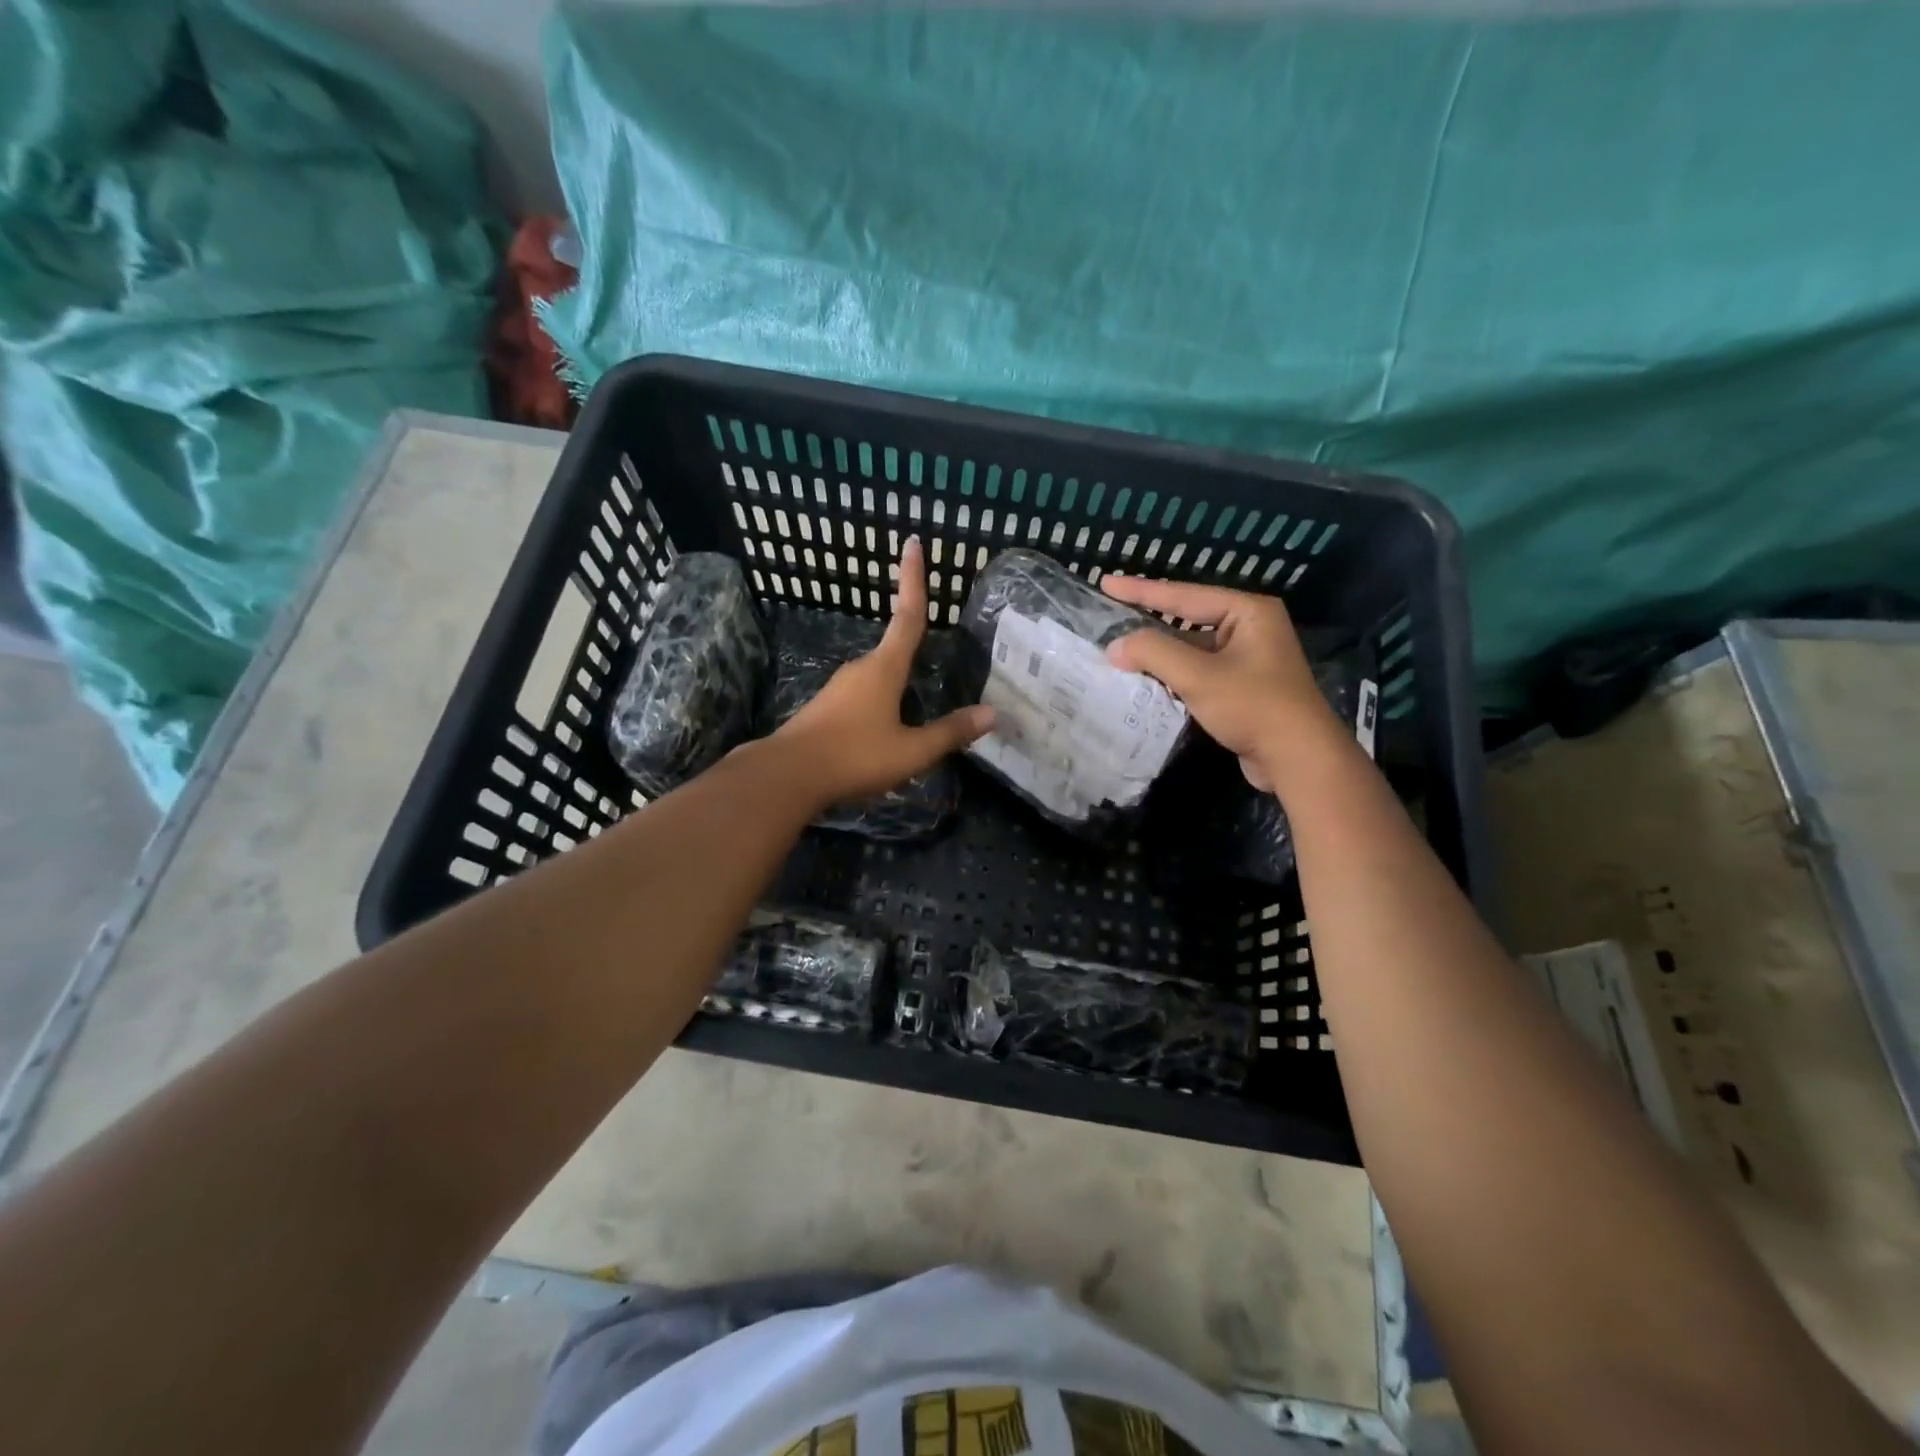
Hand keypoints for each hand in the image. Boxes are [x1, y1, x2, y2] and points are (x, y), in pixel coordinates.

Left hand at [774, 536, 995, 806]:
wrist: (787, 775)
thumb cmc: (854, 755)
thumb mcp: (911, 751)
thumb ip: (950, 732)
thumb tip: (992, 714)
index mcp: (885, 668)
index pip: (908, 616)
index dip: (913, 580)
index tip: (913, 543)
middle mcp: (861, 669)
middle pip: (894, 651)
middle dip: (914, 653)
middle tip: (935, 660)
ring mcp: (838, 688)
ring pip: (878, 679)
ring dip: (897, 690)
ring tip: (913, 722)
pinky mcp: (825, 708)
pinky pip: (862, 699)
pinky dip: (880, 708)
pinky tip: (883, 737)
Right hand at [1101, 575, 1338, 791]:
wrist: (1298, 758)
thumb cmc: (1253, 706)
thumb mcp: (1198, 675)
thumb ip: (1153, 653)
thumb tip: (1115, 646)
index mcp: (1248, 612)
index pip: (1184, 595)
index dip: (1141, 590)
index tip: (1105, 583)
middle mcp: (1251, 628)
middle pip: (1188, 619)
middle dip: (1148, 622)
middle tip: (1109, 616)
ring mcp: (1249, 659)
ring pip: (1192, 648)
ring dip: (1159, 653)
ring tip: (1119, 650)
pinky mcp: (1243, 687)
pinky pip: (1199, 671)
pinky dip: (1173, 674)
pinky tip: (1146, 680)